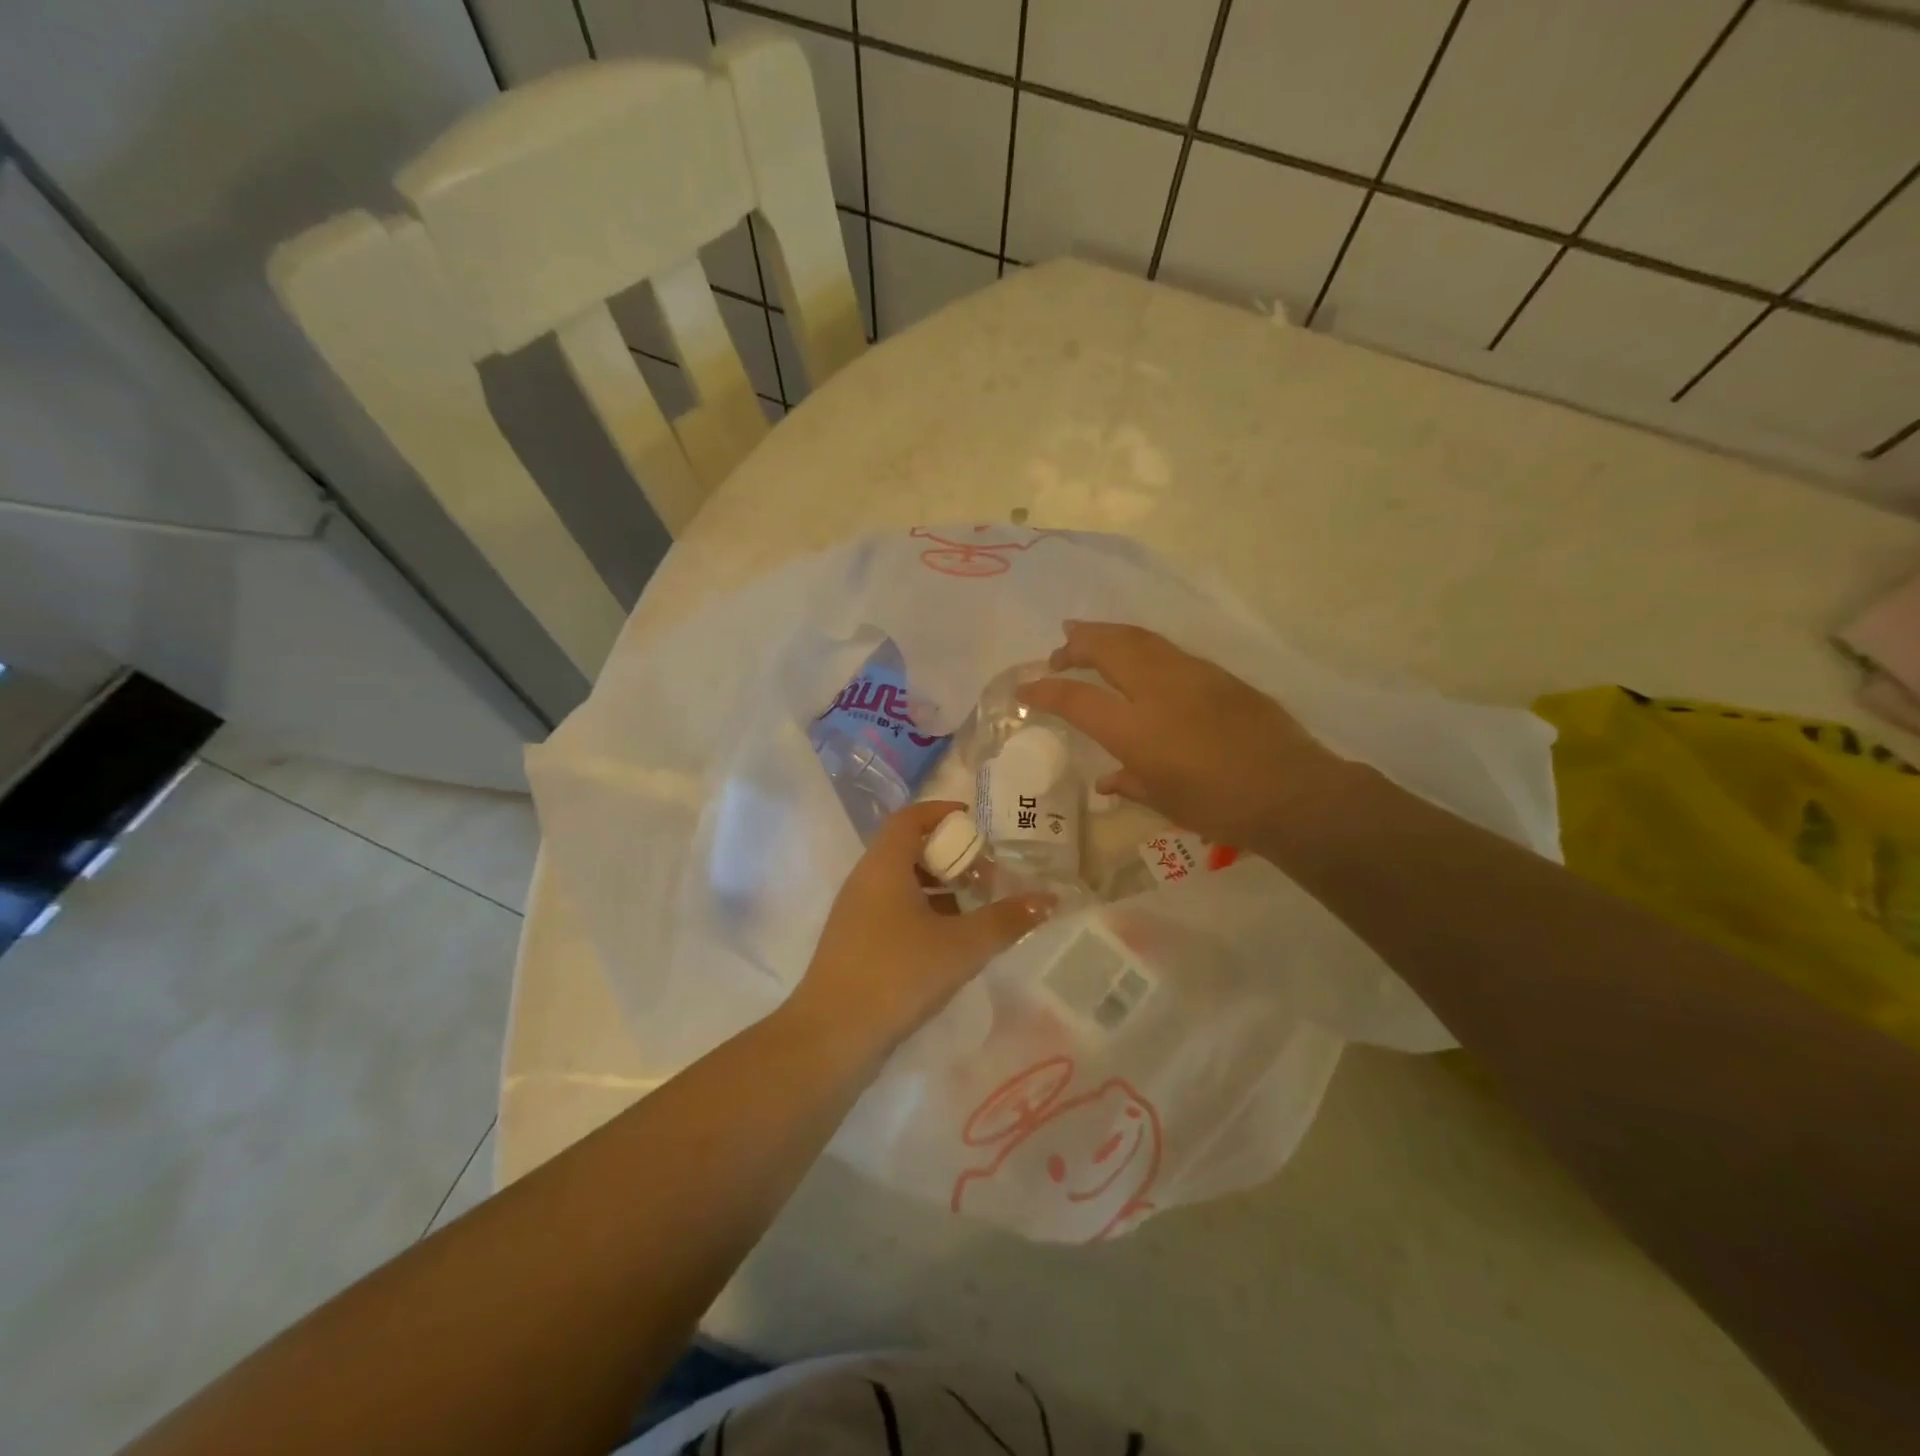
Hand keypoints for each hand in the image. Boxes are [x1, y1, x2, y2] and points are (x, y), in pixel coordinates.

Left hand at [792, 800, 1055, 1057]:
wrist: (832, 1036)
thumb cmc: (898, 974)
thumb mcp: (961, 946)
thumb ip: (1006, 920)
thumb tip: (1048, 899)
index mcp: (884, 865)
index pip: (911, 818)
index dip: (943, 813)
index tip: (976, 823)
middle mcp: (865, 880)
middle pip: (908, 849)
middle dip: (949, 855)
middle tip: (985, 873)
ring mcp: (855, 914)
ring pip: (900, 883)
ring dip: (938, 887)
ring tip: (974, 908)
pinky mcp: (854, 944)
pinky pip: (892, 911)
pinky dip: (922, 912)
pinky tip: (948, 942)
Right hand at [1018, 621, 1360, 856]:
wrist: (1291, 791)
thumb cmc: (1220, 807)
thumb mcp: (1165, 801)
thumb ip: (1130, 783)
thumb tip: (1106, 781)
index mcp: (1136, 730)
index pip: (1076, 699)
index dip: (1044, 690)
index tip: (1025, 687)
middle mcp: (1157, 691)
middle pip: (1106, 649)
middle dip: (1076, 644)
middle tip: (1059, 650)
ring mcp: (1190, 675)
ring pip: (1138, 639)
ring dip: (1106, 634)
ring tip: (1086, 634)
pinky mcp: (1217, 673)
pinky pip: (1167, 650)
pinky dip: (1140, 645)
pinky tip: (1137, 656)